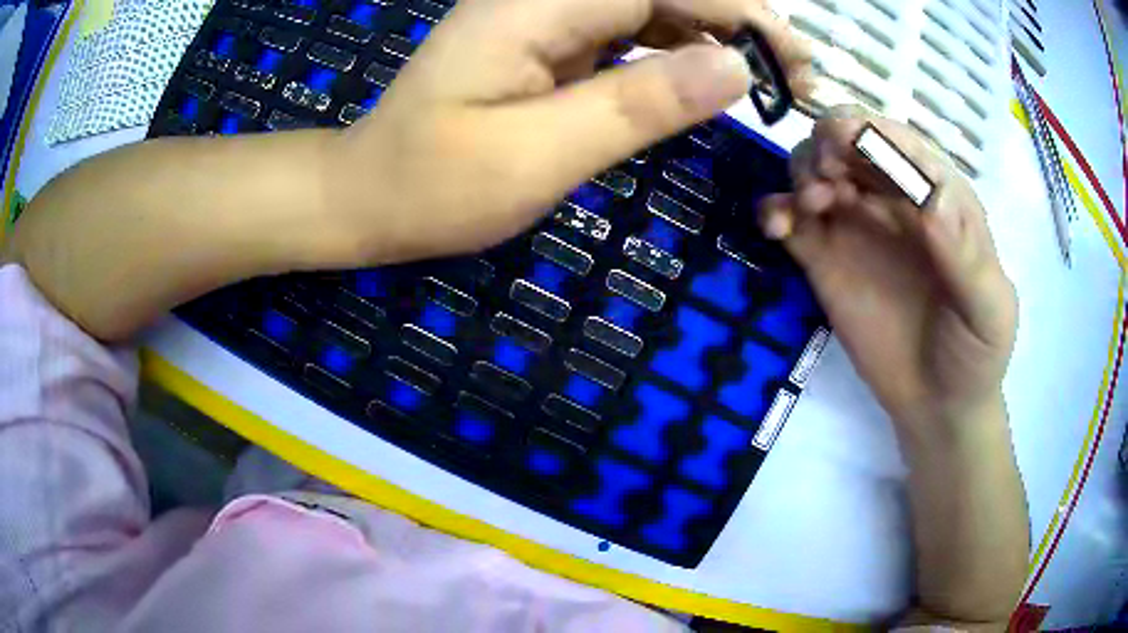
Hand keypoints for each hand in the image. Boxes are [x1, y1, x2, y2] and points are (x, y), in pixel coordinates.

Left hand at [319, 0, 810, 264]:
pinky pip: (623, 30)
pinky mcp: (541, 41)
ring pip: (647, 6)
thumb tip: (736, 68)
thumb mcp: (541, 154)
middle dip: (736, 21)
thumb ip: (641, 103)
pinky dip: (670, 49)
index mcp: (537, 5)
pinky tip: (698, 76)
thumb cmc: (436, 185)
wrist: (369, 195)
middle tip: (790, 76)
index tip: (794, 61)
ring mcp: (540, 16)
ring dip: (709, 34)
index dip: (741, 13)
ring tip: (761, 79)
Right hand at [758, 109, 1017, 438]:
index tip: (843, 145)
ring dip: (800, 172)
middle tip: (824, 180)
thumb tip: (928, 201)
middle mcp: (892, 198)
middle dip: (827, 144)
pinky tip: (776, 227)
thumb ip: (964, 255)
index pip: (897, 141)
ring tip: (809, 207)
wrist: (939, 404)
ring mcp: (855, 226)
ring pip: (813, 170)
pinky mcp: (825, 259)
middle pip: (846, 142)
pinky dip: (774, 210)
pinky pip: (790, 220)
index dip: (867, 132)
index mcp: (936, 193)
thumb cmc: (975, 351)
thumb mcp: (988, 308)